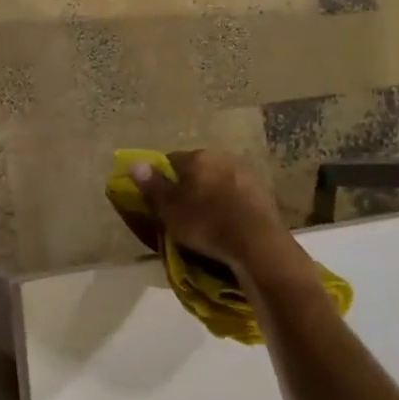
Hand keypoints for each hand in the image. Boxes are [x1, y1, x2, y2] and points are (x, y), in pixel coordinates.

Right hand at [130, 150, 300, 274]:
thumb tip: (135, 163)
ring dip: (211, 195)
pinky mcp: (264, 193)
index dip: (162, 180)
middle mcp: (223, 157)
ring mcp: (246, 174)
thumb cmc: (205, 223)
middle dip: (189, 186)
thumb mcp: (170, 208)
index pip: (170, 161)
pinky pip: (237, 196)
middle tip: (181, 212)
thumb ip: (153, 185)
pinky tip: (227, 224)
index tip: (159, 200)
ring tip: (206, 221)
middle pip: (197, 170)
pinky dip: (229, 206)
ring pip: (219, 181)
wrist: (256, 242)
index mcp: (197, 157)